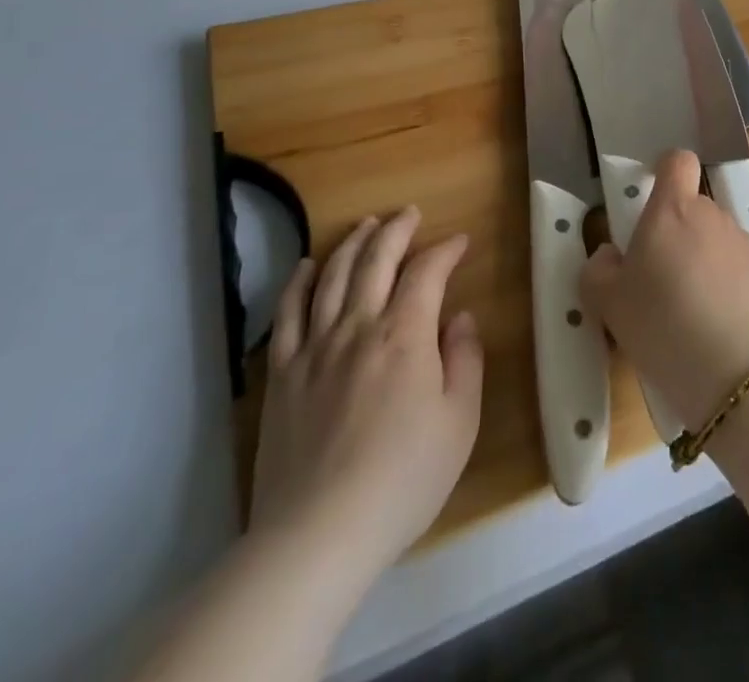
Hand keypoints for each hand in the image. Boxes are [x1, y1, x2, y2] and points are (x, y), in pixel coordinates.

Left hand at [251, 207, 483, 579]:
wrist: (317, 535)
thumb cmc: (402, 480)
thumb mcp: (459, 423)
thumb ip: (465, 361)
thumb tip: (461, 318)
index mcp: (405, 334)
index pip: (427, 272)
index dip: (445, 250)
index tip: (460, 241)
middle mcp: (358, 326)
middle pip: (376, 260)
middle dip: (396, 229)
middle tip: (409, 213)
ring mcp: (314, 347)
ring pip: (333, 276)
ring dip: (352, 243)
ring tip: (366, 225)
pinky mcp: (282, 373)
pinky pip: (288, 313)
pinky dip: (300, 282)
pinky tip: (308, 266)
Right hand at [580, 150, 748, 430]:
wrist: (739, 374)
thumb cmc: (663, 326)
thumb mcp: (608, 304)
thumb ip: (599, 269)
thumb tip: (610, 255)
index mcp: (672, 210)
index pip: (676, 161)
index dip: (664, 171)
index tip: (652, 198)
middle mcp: (712, 216)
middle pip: (693, 208)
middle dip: (677, 233)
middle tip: (659, 278)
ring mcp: (745, 244)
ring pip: (716, 240)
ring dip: (702, 261)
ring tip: (690, 312)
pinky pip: (739, 269)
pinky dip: (727, 286)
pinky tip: (719, 327)